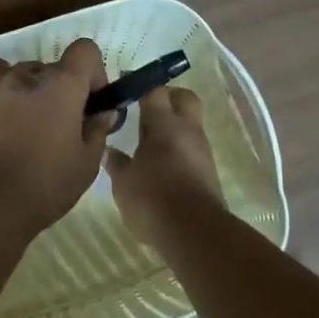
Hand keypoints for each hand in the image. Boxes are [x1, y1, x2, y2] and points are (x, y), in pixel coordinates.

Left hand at [0, 37, 113, 238]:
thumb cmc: (45, 186)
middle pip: (54, 68)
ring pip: (22, 71)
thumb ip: (99, 130)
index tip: (92, 103)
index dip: (94, 73)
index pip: (85, 51)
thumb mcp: (87, 163)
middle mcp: (29, 75)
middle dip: (64, 90)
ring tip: (29, 121)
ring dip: (33, 88)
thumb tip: (104, 111)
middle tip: (63, 125)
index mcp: (63, 86)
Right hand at [103, 85, 223, 247]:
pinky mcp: (208, 172)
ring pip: (190, 125)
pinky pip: (192, 149)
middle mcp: (187, 130)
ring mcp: (202, 151)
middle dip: (168, 96)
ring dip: (173, 127)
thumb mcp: (123, 182)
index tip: (124, 85)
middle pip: (184, 98)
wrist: (194, 233)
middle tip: (145, 107)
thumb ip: (116, 162)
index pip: (154, 90)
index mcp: (164, 124)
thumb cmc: (152, 198)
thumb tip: (110, 150)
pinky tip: (161, 164)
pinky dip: (178, 149)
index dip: (139, 85)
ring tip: (148, 141)